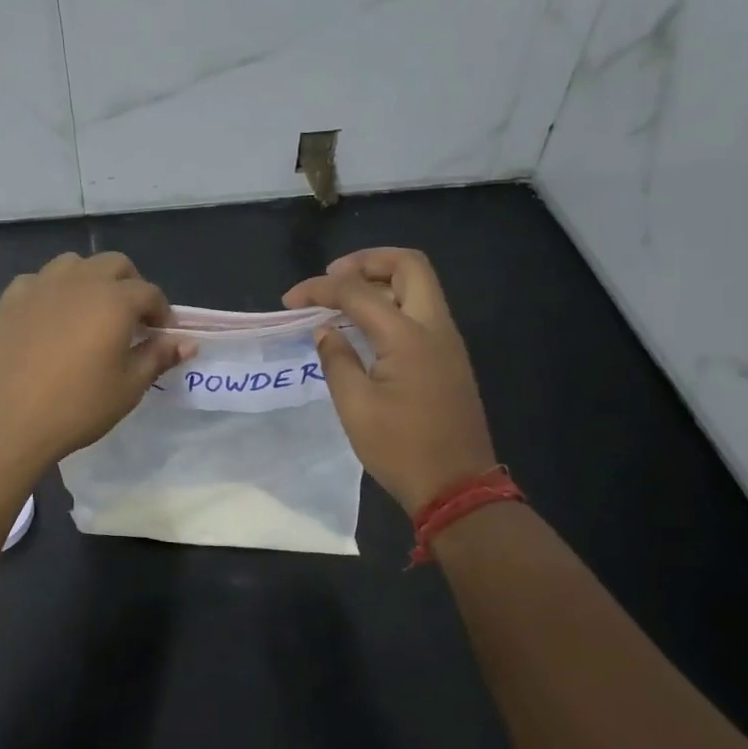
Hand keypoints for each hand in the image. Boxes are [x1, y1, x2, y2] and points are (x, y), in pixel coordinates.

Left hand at [0, 252, 188, 473]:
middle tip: (131, 320)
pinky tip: (51, 319)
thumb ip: (157, 357)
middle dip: (130, 285)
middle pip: (115, 264)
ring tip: (91, 313)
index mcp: (114, 300)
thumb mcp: (128, 388)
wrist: (3, 420)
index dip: (161, 313)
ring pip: (75, 264)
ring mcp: (41, 285)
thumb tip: (186, 342)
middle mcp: (80, 280)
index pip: (149, 293)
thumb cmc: (76, 407)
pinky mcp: (10, 299)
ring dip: (91, 280)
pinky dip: (54, 291)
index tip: (162, 336)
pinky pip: (40, 281)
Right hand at [284, 248, 496, 513]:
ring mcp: (447, 342)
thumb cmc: (401, 448)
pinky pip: (421, 311)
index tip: (290, 301)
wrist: (457, 487)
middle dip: (366, 261)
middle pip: (409, 266)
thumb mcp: (355, 406)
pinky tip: (364, 326)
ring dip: (380, 281)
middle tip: (332, 277)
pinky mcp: (448, 358)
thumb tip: (325, 331)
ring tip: (342, 298)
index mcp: (409, 336)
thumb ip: (337, 359)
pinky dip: (392, 304)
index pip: (358, 292)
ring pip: (419, 286)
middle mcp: (435, 327)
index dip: (320, 289)